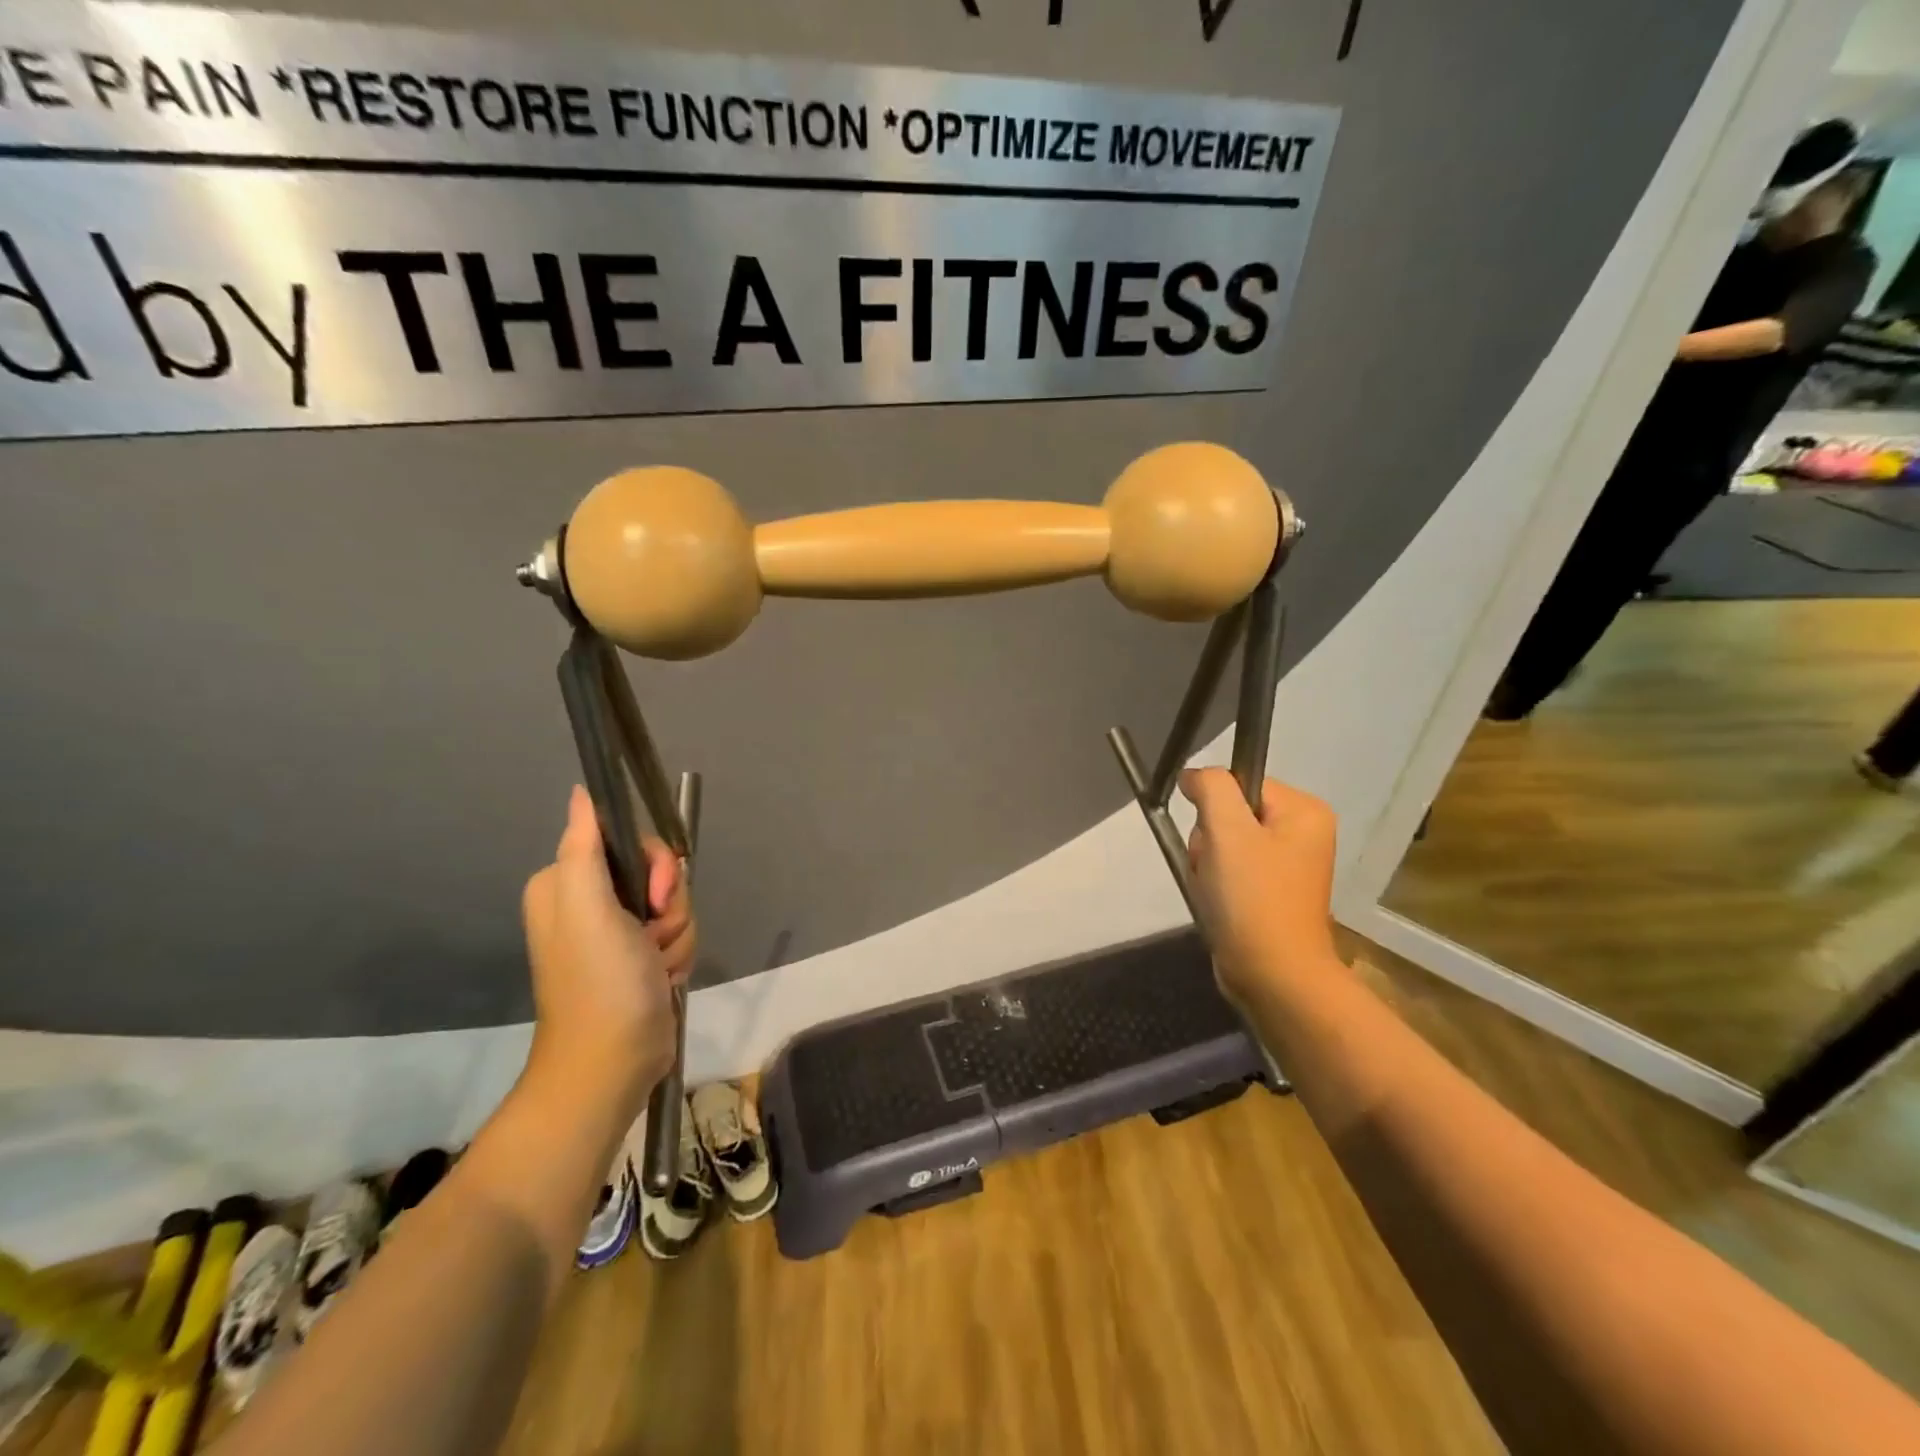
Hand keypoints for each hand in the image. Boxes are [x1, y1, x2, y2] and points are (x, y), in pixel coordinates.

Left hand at [520, 786, 694, 1106]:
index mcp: (567, 883)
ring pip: (673, 904)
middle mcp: (589, 902)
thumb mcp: (588, 909)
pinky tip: (663, 978)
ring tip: (658, 965)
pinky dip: (678, 953)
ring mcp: (616, 932)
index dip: (655, 865)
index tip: (655, 897)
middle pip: (657, 872)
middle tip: (654, 935)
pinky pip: (677, 932)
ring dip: (678, 933)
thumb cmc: (600, 982)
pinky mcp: (640, 957)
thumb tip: (581, 792)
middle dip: (670, 904)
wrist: (613, 1063)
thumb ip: (585, 847)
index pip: (628, 841)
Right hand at [1179, 769, 1340, 999]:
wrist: (1272, 976)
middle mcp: (1302, 833)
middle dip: (1209, 840)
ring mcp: (1287, 865)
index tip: (1214, 839)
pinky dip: (1215, 884)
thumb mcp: (1227, 830)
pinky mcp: (1270, 892)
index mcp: (1304, 811)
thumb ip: (1211, 787)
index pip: (1240, 782)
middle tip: (1216, 869)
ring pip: (1223, 843)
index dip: (1214, 806)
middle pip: (1230, 814)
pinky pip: (1230, 870)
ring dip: (1208, 864)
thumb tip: (1193, 776)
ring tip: (1215, 891)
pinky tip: (1217, 903)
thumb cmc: (1253, 898)